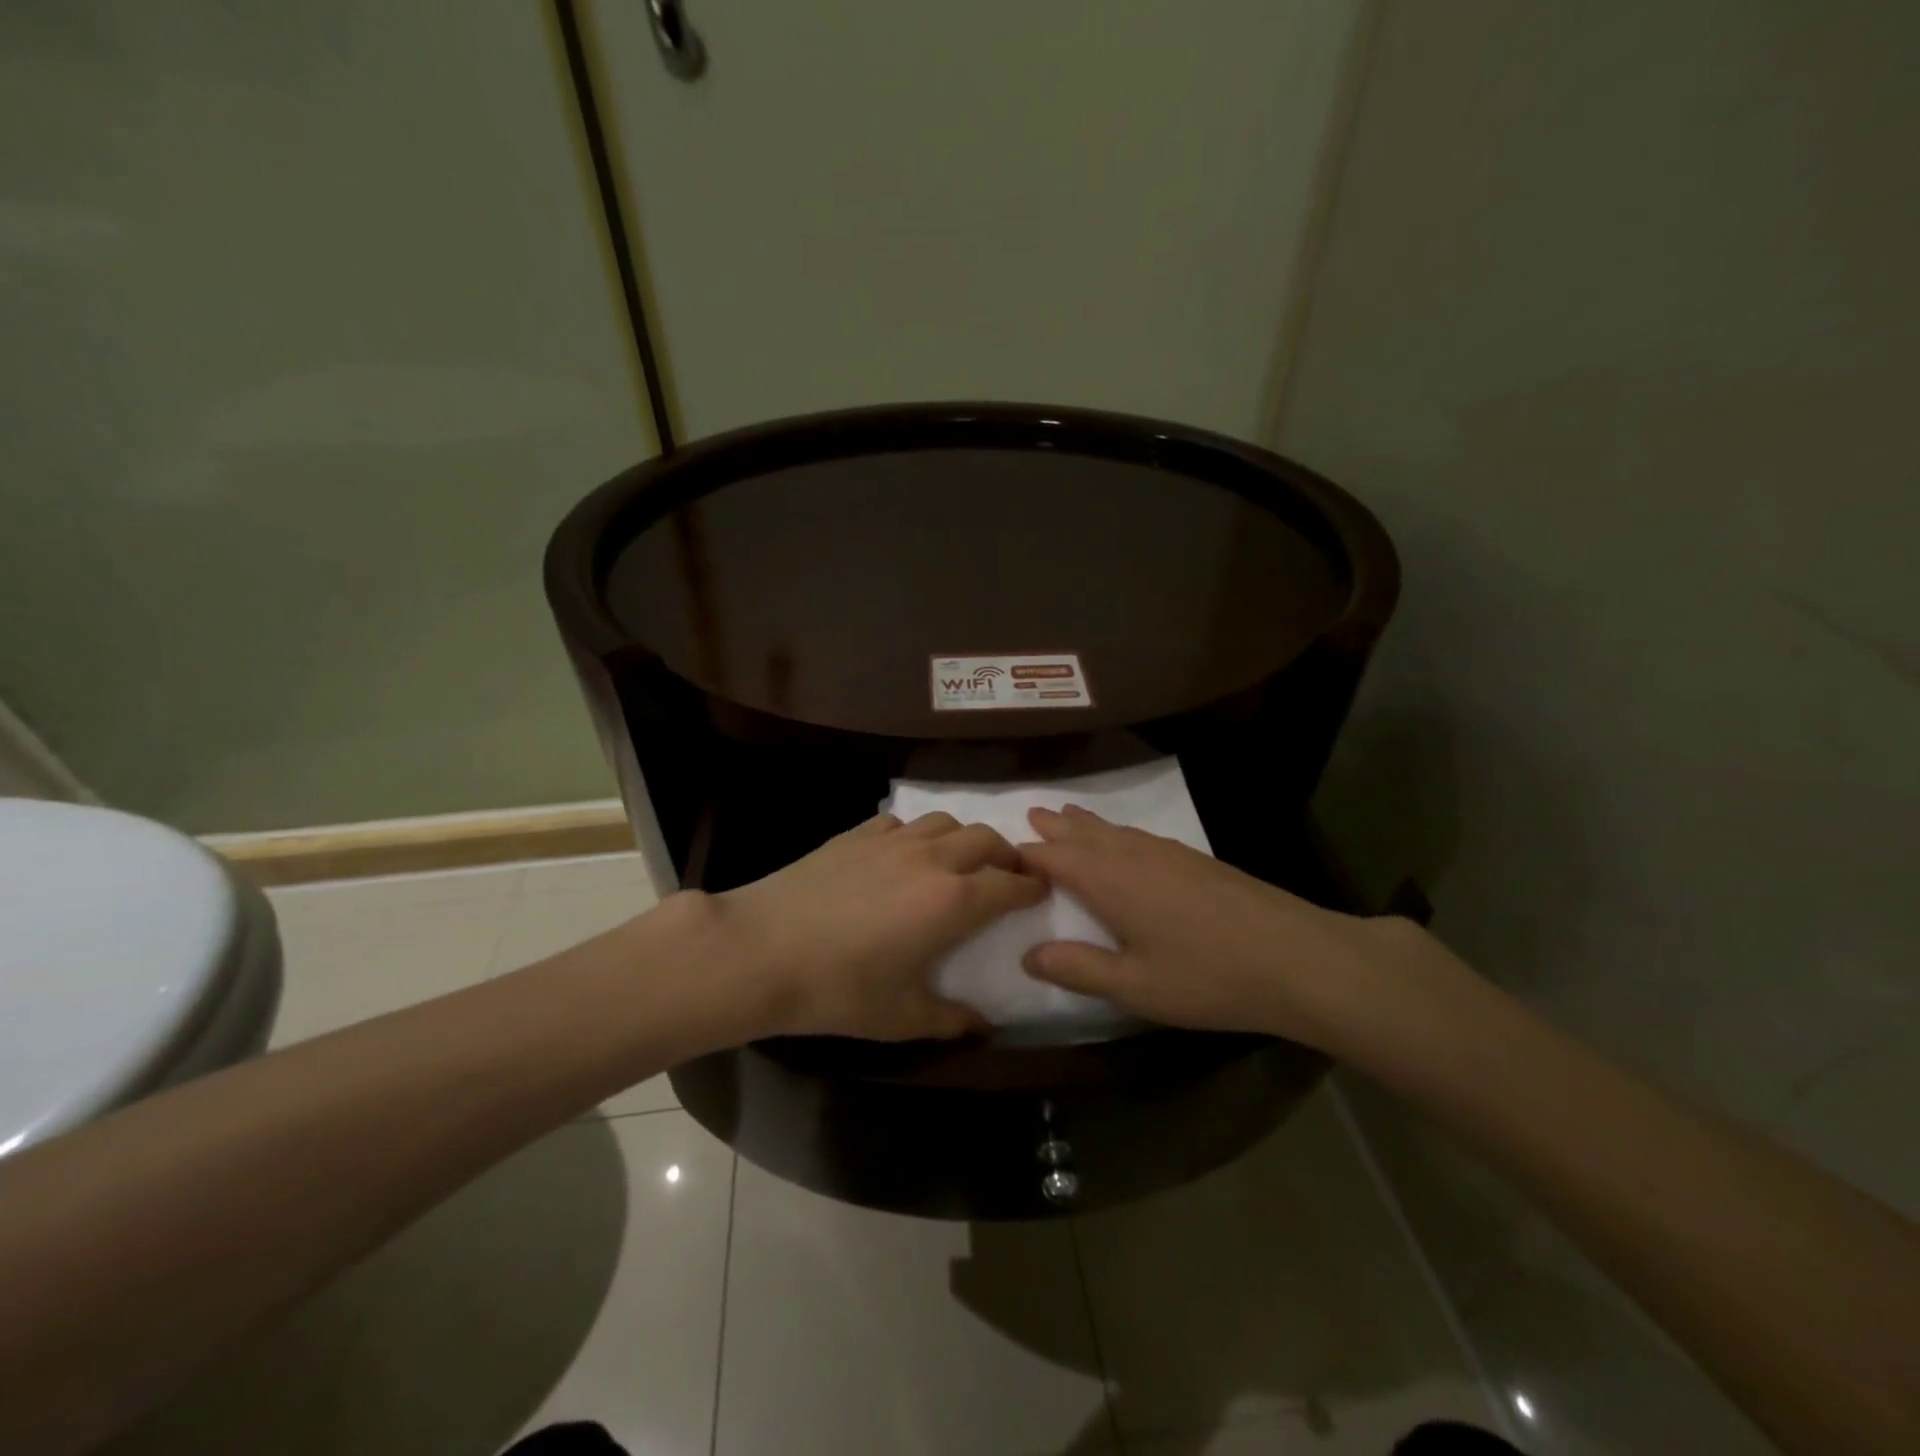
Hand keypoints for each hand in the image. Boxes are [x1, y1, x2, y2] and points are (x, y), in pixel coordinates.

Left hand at [709, 812, 1045, 1041]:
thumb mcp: (900, 1016)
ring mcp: (892, 840)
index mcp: (953, 902)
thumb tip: (983, 1026)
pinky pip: (903, 822)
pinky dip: (918, 833)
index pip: (1009, 884)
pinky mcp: (857, 833)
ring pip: (946, 821)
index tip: (1040, 892)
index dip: (1031, 887)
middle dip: (1007, 854)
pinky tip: (905, 854)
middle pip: (986, 839)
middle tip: (1008, 874)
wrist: (761, 950)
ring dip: (965, 838)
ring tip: (960, 860)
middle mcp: (932, 860)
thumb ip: (950, 1020)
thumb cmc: (838, 990)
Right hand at [1018, 805, 1425, 1049]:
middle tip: (1031, 814)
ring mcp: (1170, 853)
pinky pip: (1141, 835)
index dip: (1027, 856)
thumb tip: (1028, 956)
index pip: (1055, 859)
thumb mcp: (1135, 986)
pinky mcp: (1198, 860)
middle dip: (1056, 828)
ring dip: (1087, 824)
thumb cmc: (1208, 977)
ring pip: (1115, 831)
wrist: (1298, 958)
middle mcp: (1134, 856)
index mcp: (1110, 881)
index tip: (1002, 853)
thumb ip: (1078, 969)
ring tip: (1067, 815)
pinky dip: (1118, 832)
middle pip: (1085, 835)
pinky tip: (1127, 840)